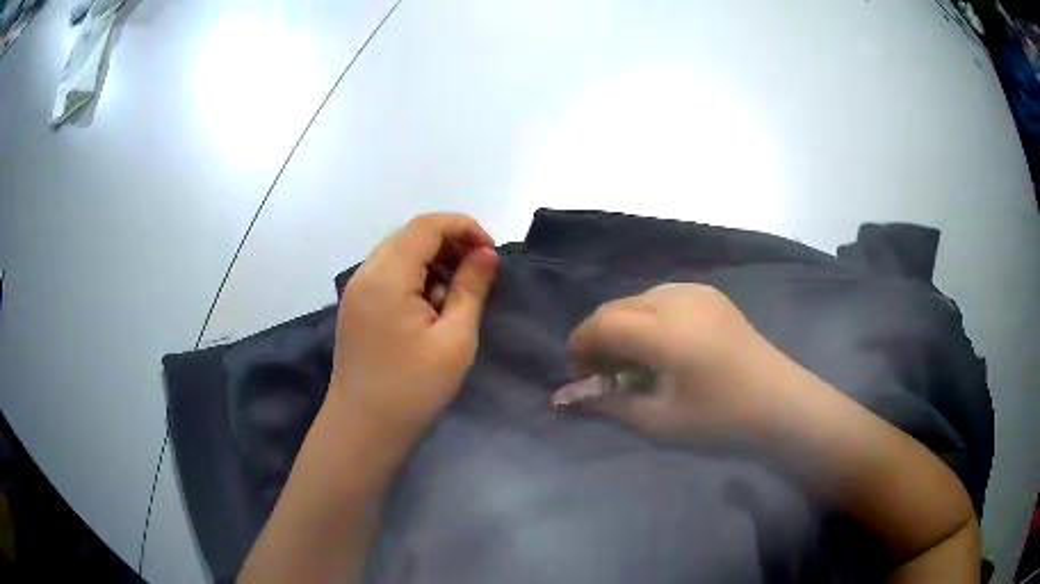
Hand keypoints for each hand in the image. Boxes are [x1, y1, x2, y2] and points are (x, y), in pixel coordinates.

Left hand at [329, 214, 498, 443]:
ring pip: (398, 253)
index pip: (427, 225)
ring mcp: (356, 290)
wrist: (363, 428)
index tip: (490, 254)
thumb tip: (486, 254)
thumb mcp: (454, 339)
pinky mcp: (355, 307)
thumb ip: (471, 288)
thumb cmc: (413, 388)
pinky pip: (387, 274)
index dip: (464, 227)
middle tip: (478, 273)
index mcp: (387, 276)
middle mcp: (365, 273)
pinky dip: (414, 277)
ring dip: (432, 261)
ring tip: (455, 295)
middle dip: (450, 243)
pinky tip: (429, 307)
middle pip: (411, 235)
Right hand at [554, 283, 794, 443]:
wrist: (780, 402)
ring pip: (639, 298)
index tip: (580, 374)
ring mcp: (698, 291)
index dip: (581, 345)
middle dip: (600, 336)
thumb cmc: (721, 418)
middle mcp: (678, 298)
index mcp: (666, 330)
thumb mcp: (659, 420)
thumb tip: (568, 397)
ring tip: (632, 360)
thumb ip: (610, 403)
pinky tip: (661, 345)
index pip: (603, 323)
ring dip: (624, 325)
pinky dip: (648, 317)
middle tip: (603, 373)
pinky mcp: (711, 294)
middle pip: (618, 306)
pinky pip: (663, 296)